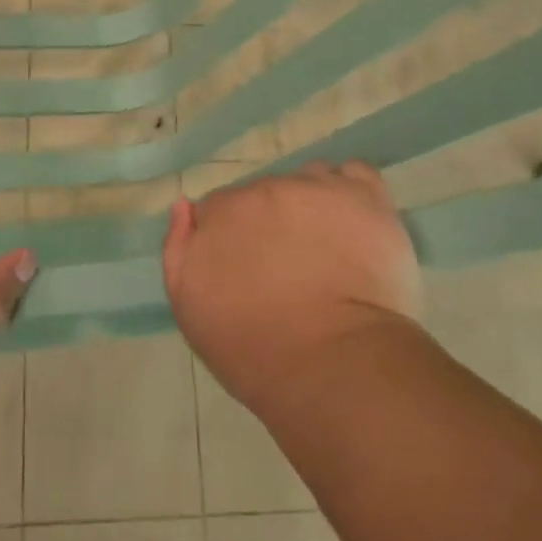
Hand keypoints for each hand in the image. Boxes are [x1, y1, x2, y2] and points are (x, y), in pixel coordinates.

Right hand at [162, 162, 419, 416]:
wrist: (335, 367)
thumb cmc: (255, 351)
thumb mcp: (190, 308)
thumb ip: (177, 250)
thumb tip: (184, 206)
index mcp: (221, 213)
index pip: (220, 210)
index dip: (233, 239)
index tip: (248, 271)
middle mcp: (264, 189)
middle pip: (264, 195)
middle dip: (272, 223)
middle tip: (291, 271)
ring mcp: (315, 188)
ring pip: (307, 183)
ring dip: (311, 207)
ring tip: (329, 251)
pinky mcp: (364, 196)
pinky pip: (354, 174)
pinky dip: (351, 194)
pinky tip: (355, 223)